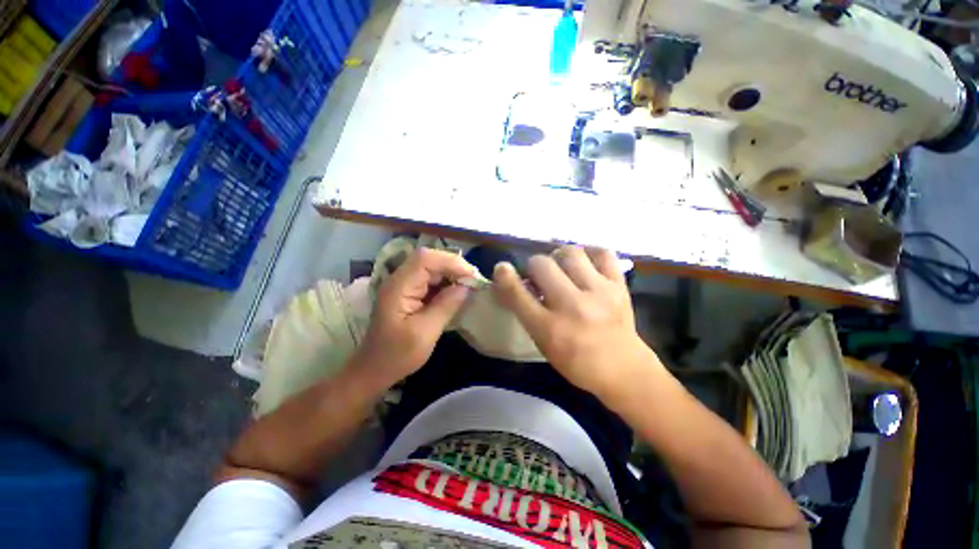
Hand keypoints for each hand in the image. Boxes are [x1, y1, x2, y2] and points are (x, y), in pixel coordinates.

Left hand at [355, 248, 474, 385]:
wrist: (374, 369)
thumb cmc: (397, 355)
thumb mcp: (425, 333)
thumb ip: (446, 306)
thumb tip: (466, 286)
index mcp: (399, 287)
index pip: (425, 259)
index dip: (451, 262)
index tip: (471, 276)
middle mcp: (399, 280)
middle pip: (429, 259)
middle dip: (454, 266)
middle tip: (474, 280)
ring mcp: (403, 285)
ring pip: (431, 267)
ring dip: (451, 273)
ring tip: (469, 285)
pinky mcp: (409, 292)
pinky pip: (430, 279)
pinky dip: (446, 282)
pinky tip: (456, 292)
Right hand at [493, 246, 658, 398]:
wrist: (624, 370)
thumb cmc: (576, 361)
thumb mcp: (543, 342)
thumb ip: (527, 311)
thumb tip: (515, 280)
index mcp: (549, 329)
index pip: (518, 294)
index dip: (504, 276)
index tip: (502, 268)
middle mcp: (572, 306)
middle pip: (541, 264)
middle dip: (534, 266)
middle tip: (540, 275)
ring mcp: (599, 292)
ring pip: (569, 252)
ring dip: (559, 256)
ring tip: (562, 267)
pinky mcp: (619, 285)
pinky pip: (602, 253)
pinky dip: (589, 253)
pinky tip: (585, 263)